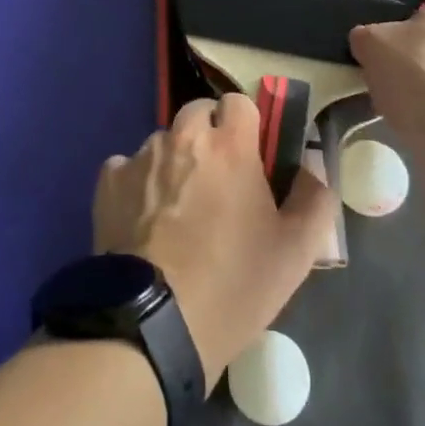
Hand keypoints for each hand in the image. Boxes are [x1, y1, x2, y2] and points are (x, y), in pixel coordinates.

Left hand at [94, 96, 334, 388]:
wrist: (154, 324)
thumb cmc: (233, 284)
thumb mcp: (296, 253)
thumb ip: (315, 200)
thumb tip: (314, 168)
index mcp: (230, 146)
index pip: (238, 101)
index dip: (246, 123)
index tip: (250, 154)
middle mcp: (183, 137)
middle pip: (198, 112)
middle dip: (209, 133)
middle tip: (217, 178)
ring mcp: (141, 157)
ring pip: (163, 140)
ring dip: (174, 159)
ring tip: (178, 206)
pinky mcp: (109, 182)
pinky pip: (127, 166)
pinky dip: (137, 183)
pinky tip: (143, 219)